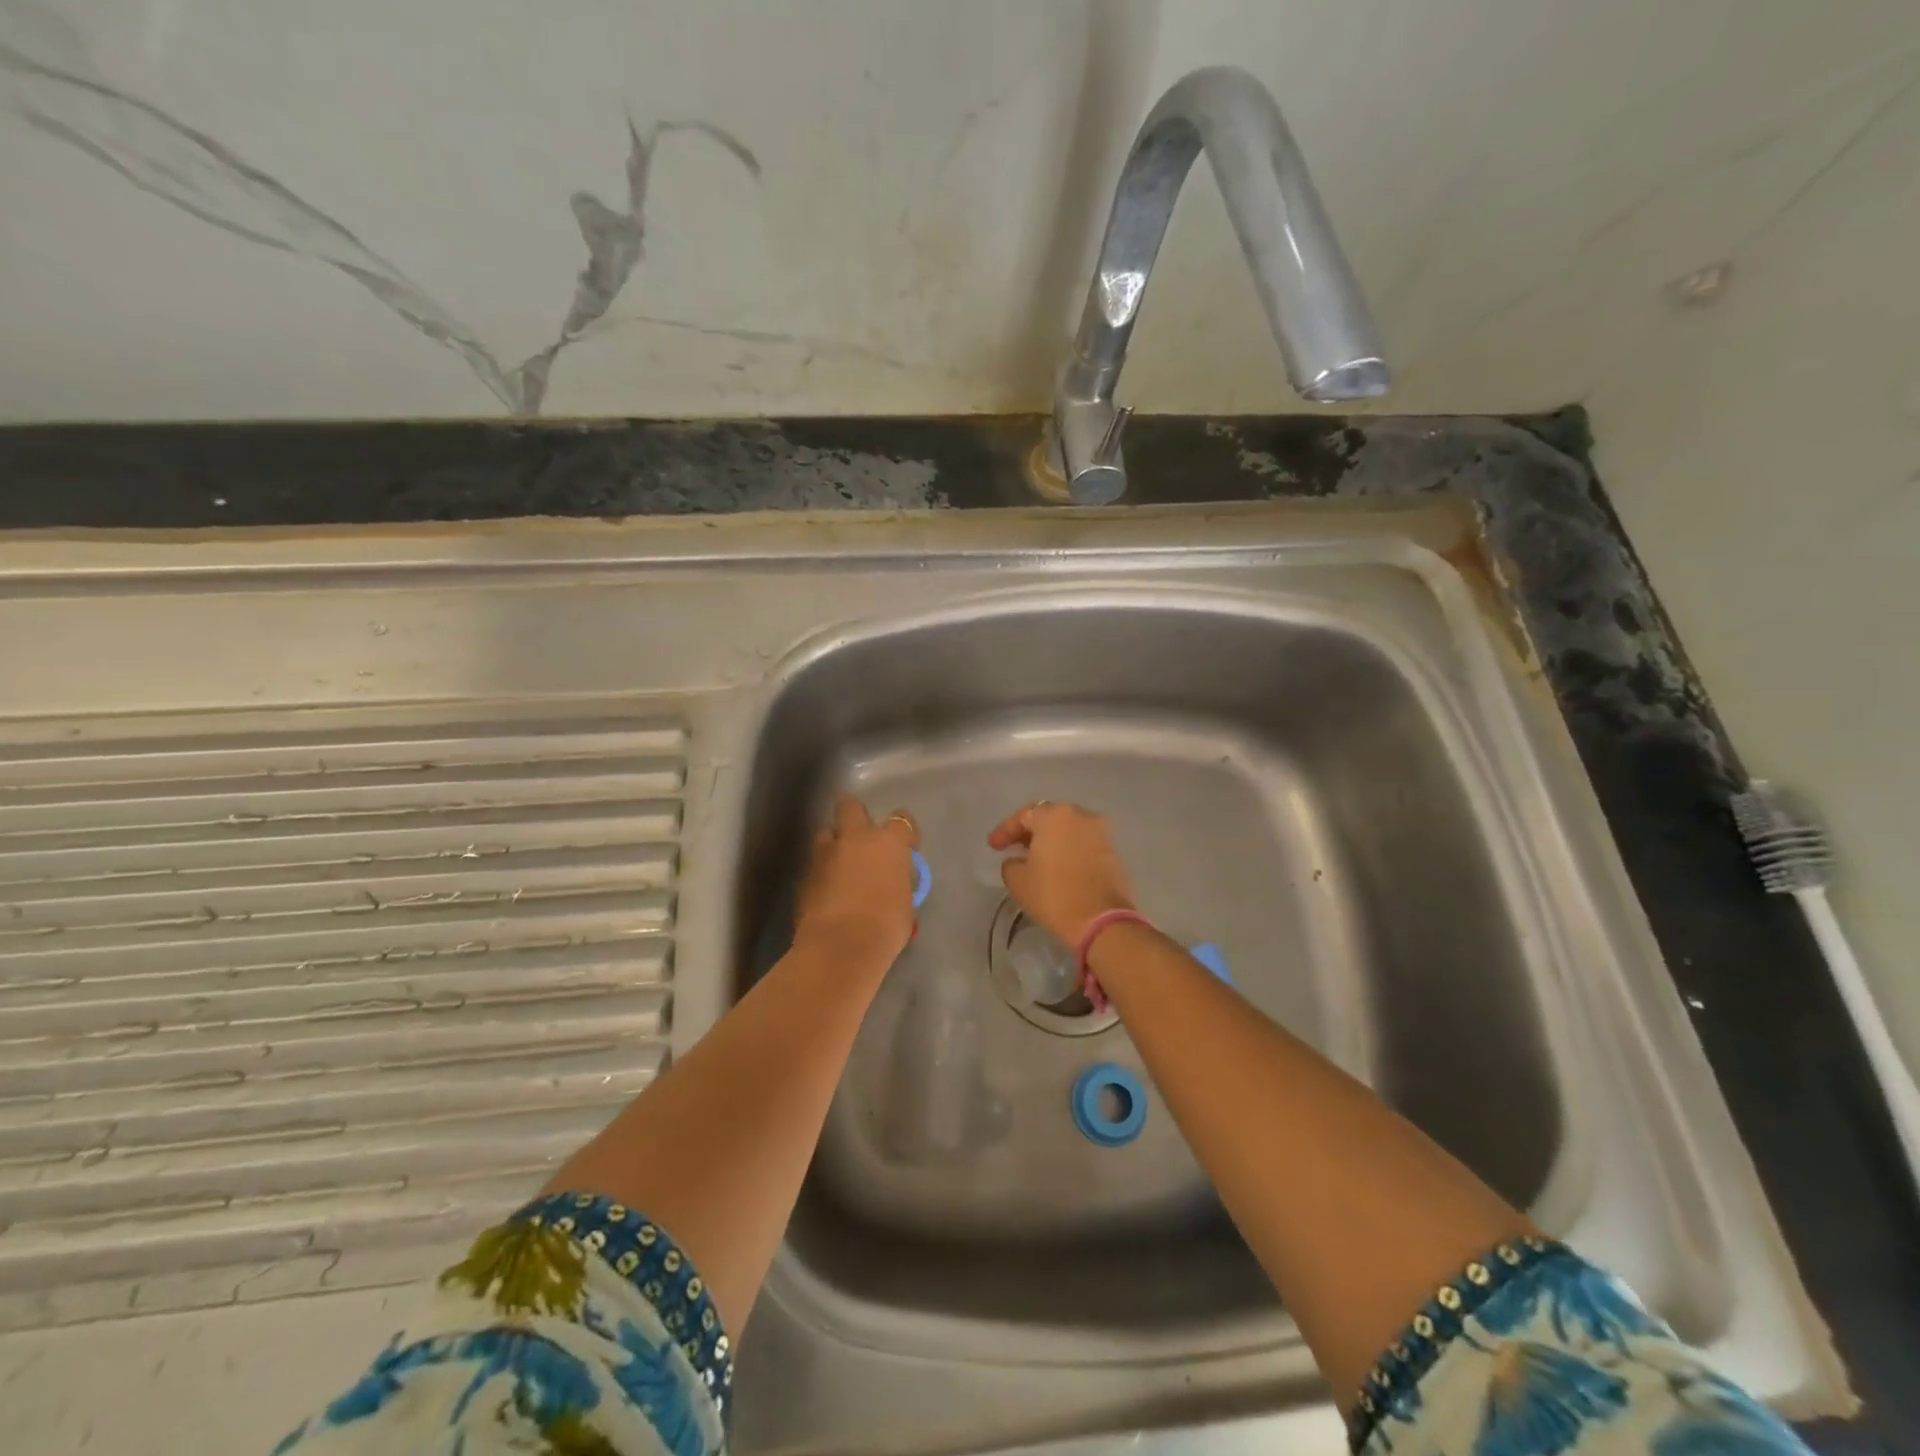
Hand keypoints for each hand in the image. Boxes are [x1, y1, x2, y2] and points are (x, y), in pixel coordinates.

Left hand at [794, 794, 918, 964]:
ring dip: (833, 844)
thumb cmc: (885, 928)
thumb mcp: (904, 904)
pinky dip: (821, 872)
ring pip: (826, 832)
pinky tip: (826, 892)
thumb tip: (889, 885)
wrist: (840, 947)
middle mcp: (855, 838)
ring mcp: (825, 853)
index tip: (905, 848)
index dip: (904, 831)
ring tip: (839, 867)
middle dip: (854, 815)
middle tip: (861, 839)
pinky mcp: (804, 873)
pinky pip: (814, 863)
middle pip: (850, 805)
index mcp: (888, 843)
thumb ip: (896, 883)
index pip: (902, 820)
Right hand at [987, 801, 1136, 948]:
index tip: (993, 846)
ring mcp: (1101, 833)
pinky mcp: (1113, 852)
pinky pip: (1084, 844)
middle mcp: (1081, 815)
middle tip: (1015, 847)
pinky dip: (1070, 851)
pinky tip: (1059, 867)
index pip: (1024, 815)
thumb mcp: (1018, 880)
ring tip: (1037, 859)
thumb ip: (1011, 863)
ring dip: (1052, 841)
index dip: (1005, 830)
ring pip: (1069, 830)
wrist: (1101, 920)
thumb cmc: (1053, 894)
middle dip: (1031, 832)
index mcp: (1055, 815)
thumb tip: (1018, 861)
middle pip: (1050, 818)